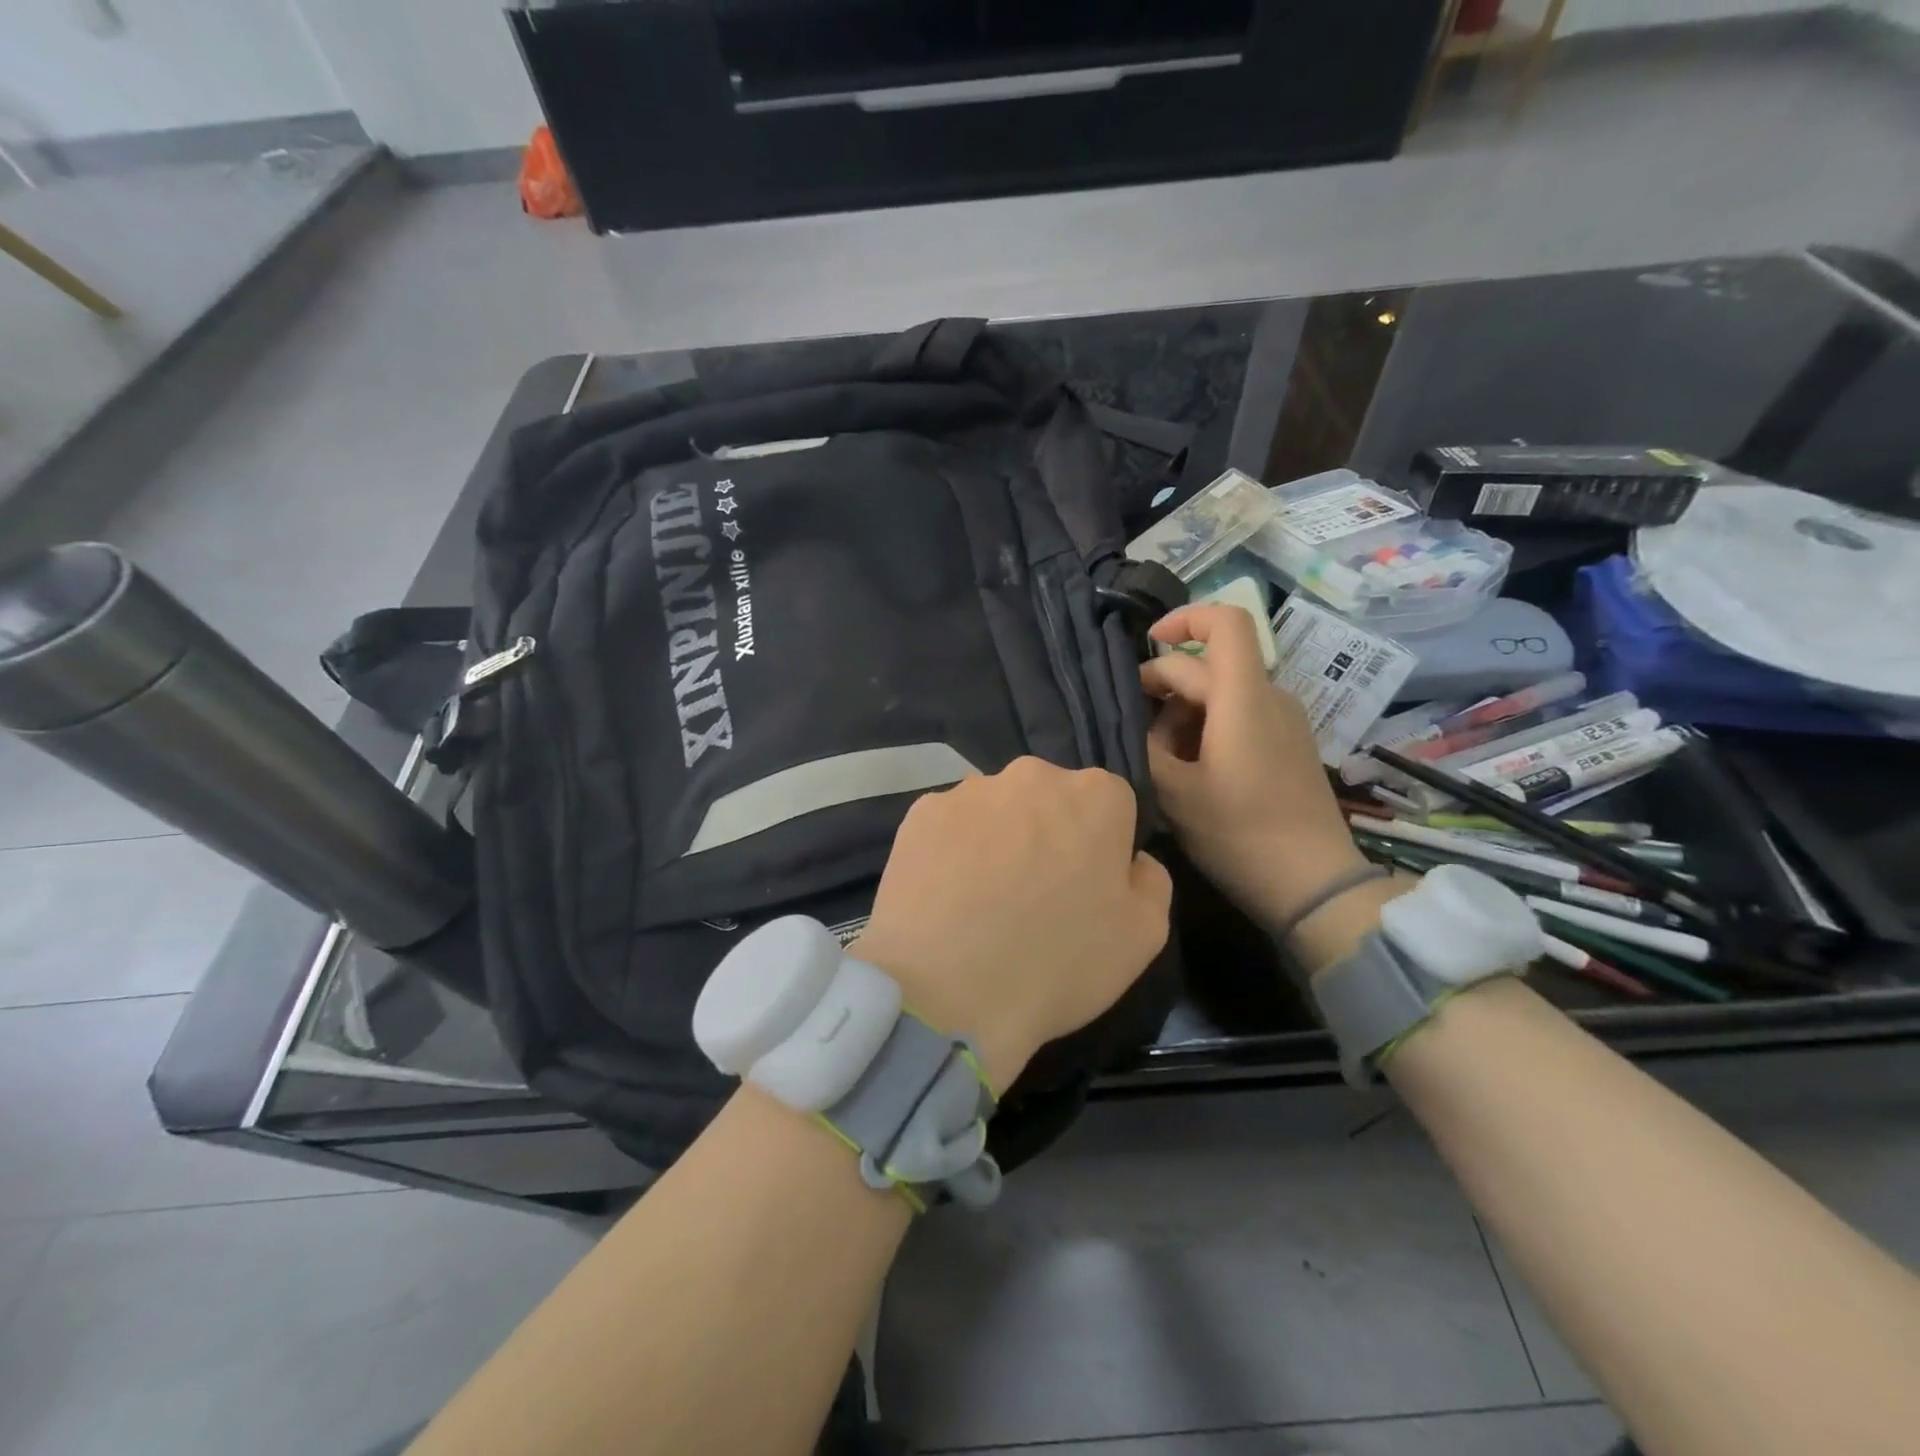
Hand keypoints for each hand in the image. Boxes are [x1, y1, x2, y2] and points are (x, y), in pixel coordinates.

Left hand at [851, 758, 1171, 1090]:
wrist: (945, 991)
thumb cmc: (1057, 963)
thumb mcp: (1143, 937)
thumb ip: (1150, 881)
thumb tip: (1132, 859)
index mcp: (1095, 795)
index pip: (1111, 805)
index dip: (1103, 846)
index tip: (1086, 887)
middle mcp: (1031, 776)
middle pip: (1050, 798)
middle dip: (1049, 832)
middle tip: (1035, 892)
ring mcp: (969, 791)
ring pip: (997, 809)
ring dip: (999, 838)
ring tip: (983, 899)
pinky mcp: (920, 813)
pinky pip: (950, 826)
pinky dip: (952, 850)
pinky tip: (947, 896)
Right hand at [1140, 603, 1368, 936]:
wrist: (1313, 884)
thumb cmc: (1239, 834)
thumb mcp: (1174, 792)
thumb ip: (1145, 745)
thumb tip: (1135, 721)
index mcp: (1243, 698)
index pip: (1225, 623)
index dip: (1184, 618)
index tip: (1149, 644)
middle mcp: (1269, 697)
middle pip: (1208, 667)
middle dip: (1162, 688)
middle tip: (1132, 732)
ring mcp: (1284, 722)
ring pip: (1221, 694)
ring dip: (1182, 714)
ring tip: (1159, 760)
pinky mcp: (1289, 746)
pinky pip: (1240, 716)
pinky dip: (1207, 728)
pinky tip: (1190, 771)